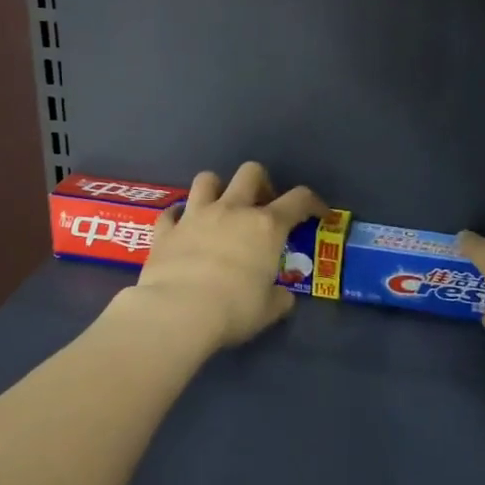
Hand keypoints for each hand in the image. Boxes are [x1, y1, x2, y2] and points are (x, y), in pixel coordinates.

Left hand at [116, 163, 324, 352]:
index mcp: (266, 226)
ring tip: (220, 210)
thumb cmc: (233, 310)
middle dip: (261, 184)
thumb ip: (279, 297)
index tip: (319, 213)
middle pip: (250, 172)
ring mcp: (195, 216)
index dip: (314, 202)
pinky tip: (181, 228)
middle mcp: (232, 211)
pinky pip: (171, 212)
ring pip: (206, 179)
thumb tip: (282, 296)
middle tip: (262, 208)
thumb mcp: (268, 310)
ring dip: (217, 189)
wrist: (177, 312)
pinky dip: (178, 217)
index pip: (299, 199)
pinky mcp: (165, 230)